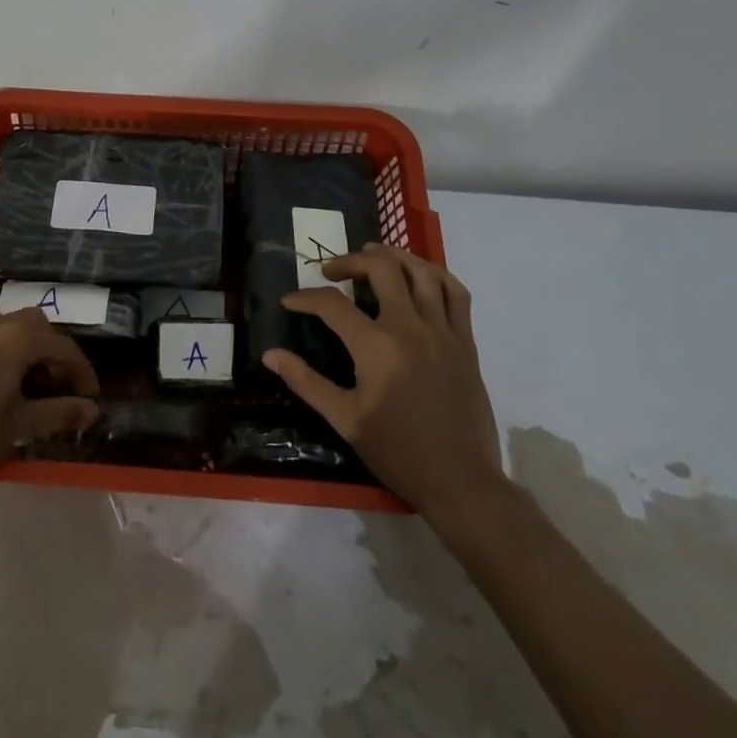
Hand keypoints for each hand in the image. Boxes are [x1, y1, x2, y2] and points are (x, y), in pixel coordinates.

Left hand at [0, 307, 99, 492]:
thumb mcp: (21, 426)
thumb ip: (60, 413)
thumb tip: (93, 411)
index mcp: (18, 339)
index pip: (63, 346)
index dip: (81, 371)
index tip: (90, 397)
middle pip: (37, 326)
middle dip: (54, 352)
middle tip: (58, 385)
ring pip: (10, 328)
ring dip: (28, 349)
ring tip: (29, 384)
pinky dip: (3, 351)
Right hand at [264, 243, 503, 520]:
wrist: (461, 482)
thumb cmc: (398, 452)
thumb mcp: (345, 420)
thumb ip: (306, 382)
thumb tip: (270, 355)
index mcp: (376, 347)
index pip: (332, 304)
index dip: (306, 298)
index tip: (290, 302)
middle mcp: (410, 327)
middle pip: (380, 269)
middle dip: (350, 260)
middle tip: (331, 270)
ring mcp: (443, 331)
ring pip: (421, 271)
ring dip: (394, 256)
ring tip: (373, 255)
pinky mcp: (466, 341)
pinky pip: (456, 293)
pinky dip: (436, 275)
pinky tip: (420, 275)